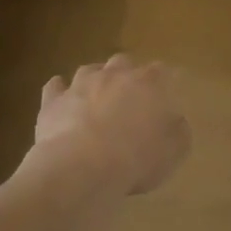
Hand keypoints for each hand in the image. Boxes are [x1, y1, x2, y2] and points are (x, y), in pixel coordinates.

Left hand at [29, 55, 190, 196]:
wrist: (82, 168)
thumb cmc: (136, 160)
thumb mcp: (173, 152)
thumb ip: (178, 131)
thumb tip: (175, 121)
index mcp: (148, 83)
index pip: (161, 71)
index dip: (163, 81)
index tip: (165, 94)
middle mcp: (114, 75)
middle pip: (123, 62)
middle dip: (127, 75)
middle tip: (129, 97)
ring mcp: (79, 84)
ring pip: (89, 70)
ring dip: (94, 80)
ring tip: (96, 98)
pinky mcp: (52, 100)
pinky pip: (55, 87)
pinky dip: (60, 91)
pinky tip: (62, 100)